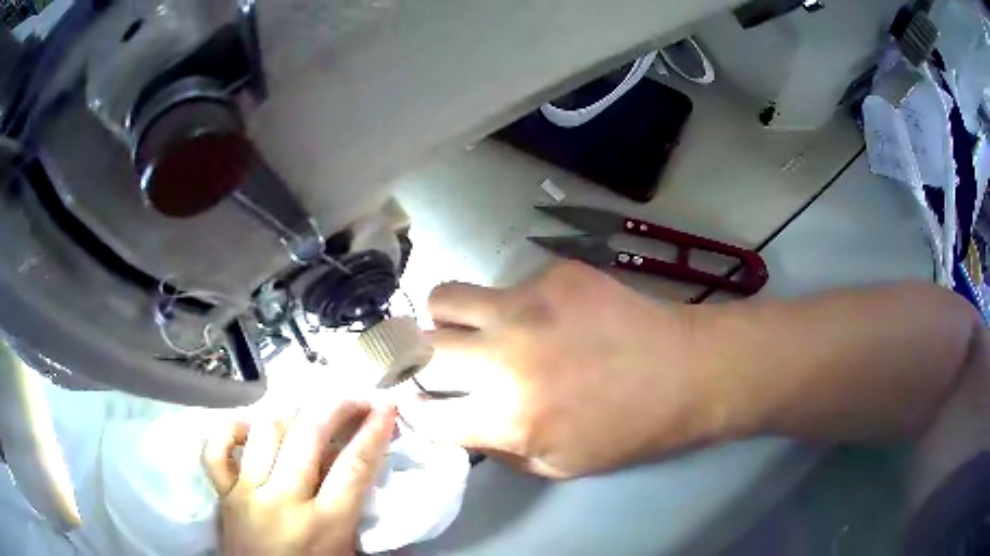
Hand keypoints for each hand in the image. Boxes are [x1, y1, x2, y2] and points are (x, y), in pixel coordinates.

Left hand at [203, 401, 395, 555]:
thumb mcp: (347, 550)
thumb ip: (356, 512)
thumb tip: (369, 467)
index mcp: (324, 525)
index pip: (353, 467)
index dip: (374, 432)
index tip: (387, 406)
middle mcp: (283, 502)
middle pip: (309, 437)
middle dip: (337, 408)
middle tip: (354, 398)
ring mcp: (247, 493)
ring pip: (265, 432)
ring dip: (291, 413)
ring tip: (308, 410)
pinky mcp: (223, 493)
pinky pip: (216, 450)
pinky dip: (230, 430)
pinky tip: (249, 427)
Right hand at [402, 262, 724, 478]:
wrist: (685, 371)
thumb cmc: (626, 430)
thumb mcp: (557, 464)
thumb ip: (497, 448)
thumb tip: (457, 421)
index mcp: (507, 418)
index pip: (423, 413)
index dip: (415, 411)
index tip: (420, 403)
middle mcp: (505, 358)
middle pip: (419, 348)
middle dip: (419, 361)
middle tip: (440, 365)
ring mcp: (528, 305)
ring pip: (444, 298)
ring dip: (449, 319)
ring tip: (476, 328)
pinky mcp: (555, 273)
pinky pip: (506, 284)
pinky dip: (513, 304)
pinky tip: (551, 315)